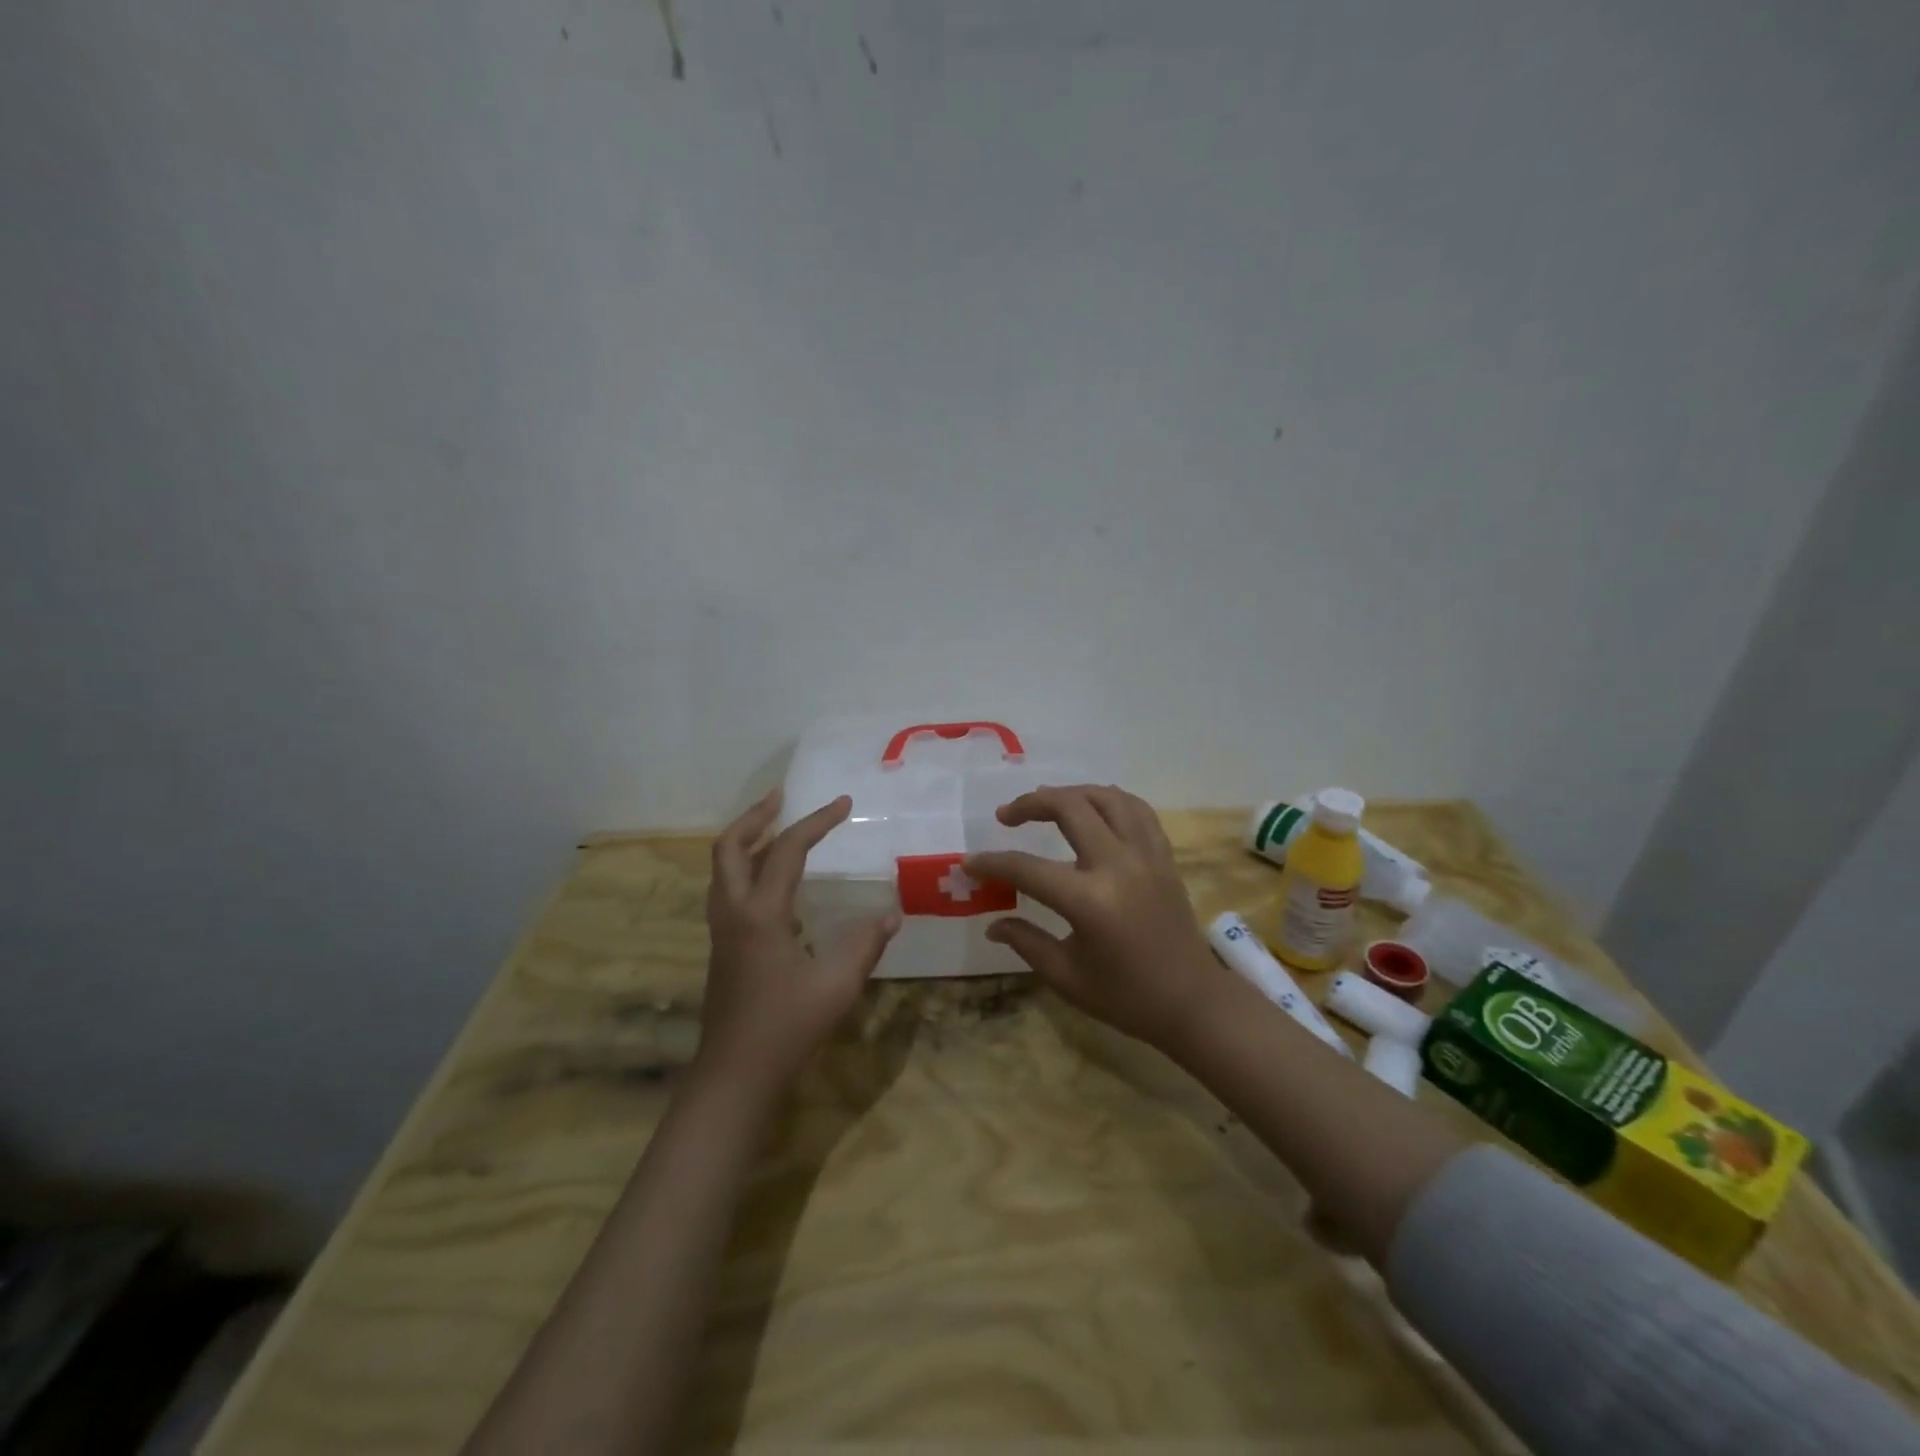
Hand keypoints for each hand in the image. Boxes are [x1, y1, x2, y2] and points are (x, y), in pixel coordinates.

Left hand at [697, 791, 899, 1095]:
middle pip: (729, 846)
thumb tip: (892, 914)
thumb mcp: (837, 986)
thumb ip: (866, 945)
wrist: (734, 1076)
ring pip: (722, 868)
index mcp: (761, 914)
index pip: (787, 851)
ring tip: (779, 829)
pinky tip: (775, 882)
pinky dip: (746, 867)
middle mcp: (733, 913)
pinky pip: (727, 889)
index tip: (844, 804)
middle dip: (756, 816)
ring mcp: (722, 930)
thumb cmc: (786, 1029)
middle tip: (784, 798)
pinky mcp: (721, 947)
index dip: (817, 822)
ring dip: (747, 840)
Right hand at [966, 785, 1229, 1054]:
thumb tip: (992, 924)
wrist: (1193, 1002)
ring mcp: (1146, 855)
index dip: (993, 863)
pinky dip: (1110, 799)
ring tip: (1047, 803)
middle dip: (1030, 804)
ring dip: (1071, 793)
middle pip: (1069, 808)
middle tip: (1006, 816)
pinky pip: (1137, 809)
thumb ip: (1026, 942)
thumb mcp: (1067, 976)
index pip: (1027, 869)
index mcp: (1089, 901)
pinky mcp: (1164, 856)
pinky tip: (1093, 807)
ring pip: (1106, 798)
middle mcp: (1118, 865)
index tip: (970, 863)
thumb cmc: (1126, 997)